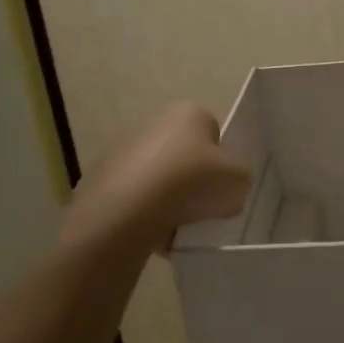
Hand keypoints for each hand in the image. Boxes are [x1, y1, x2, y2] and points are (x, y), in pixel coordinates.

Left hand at [60, 103, 251, 254]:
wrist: (130, 209)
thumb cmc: (192, 181)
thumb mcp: (239, 180)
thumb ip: (239, 179)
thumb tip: (228, 189)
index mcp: (189, 113)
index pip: (214, 134)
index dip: (222, 162)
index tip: (222, 185)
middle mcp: (154, 122)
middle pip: (185, 154)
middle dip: (194, 179)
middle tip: (204, 206)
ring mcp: (124, 150)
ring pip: (160, 177)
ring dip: (170, 197)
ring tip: (179, 224)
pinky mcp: (104, 178)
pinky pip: (137, 196)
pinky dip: (147, 211)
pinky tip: (155, 230)